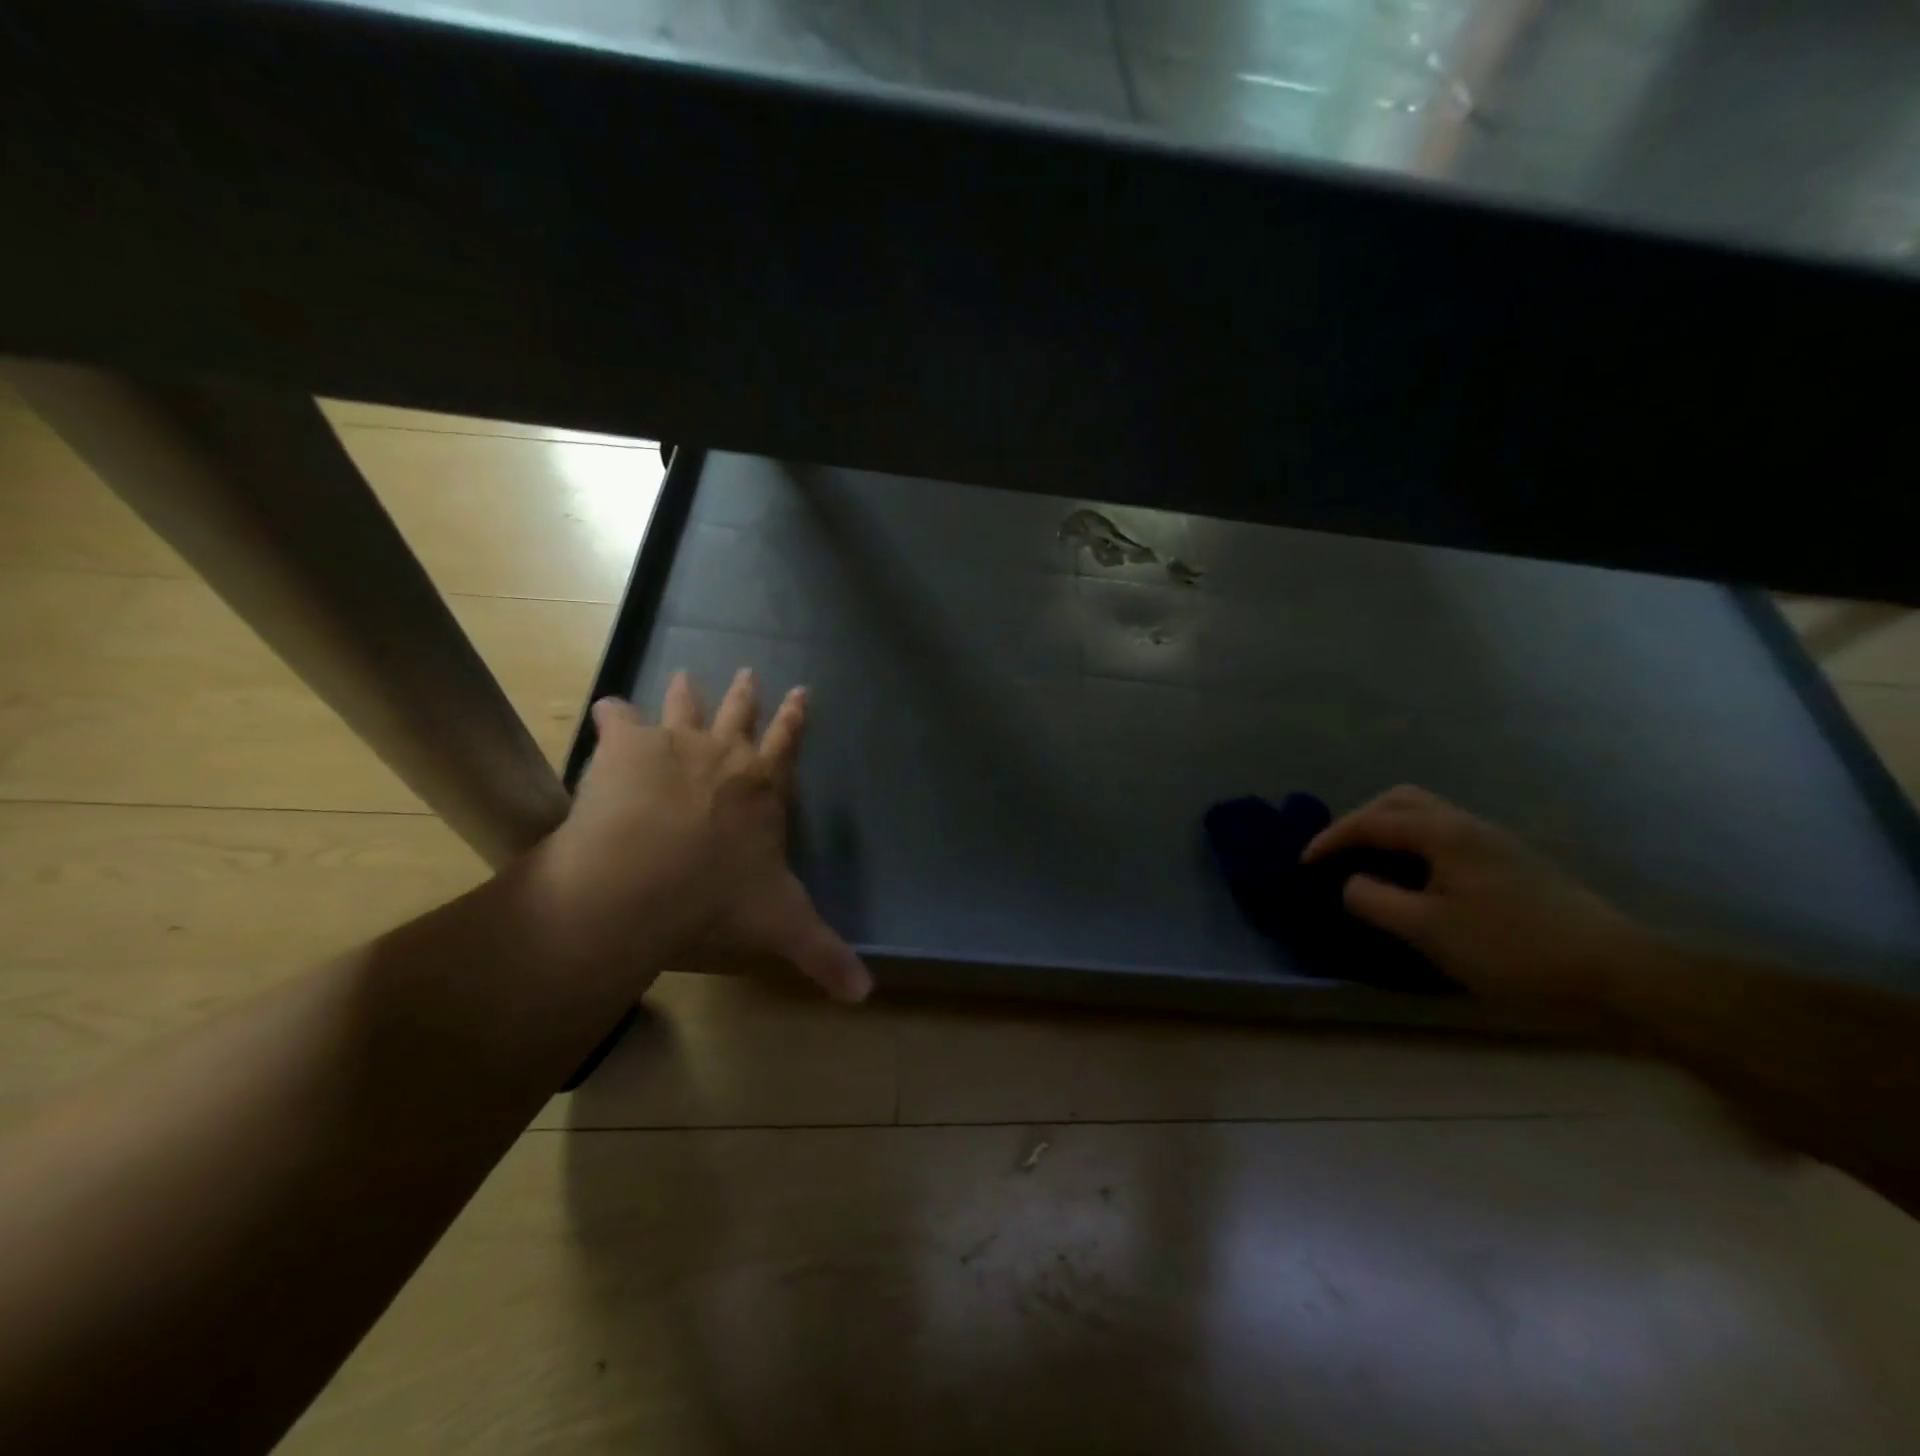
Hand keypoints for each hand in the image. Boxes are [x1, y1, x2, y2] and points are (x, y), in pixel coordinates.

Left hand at [529, 669, 870, 1003]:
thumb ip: (823, 953)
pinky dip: (613, 713)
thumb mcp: (780, 926)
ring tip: (686, 674)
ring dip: (687, 692)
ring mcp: (676, 744)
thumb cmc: (717, 901)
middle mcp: (726, 755)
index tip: (802, 691)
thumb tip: (866, 994)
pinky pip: (619, 718)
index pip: (788, 743)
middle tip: (749, 671)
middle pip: (740, 714)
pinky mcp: (627, 746)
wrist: (642, 883)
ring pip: (685, 707)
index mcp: (763, 787)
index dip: (796, 718)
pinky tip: (607, 707)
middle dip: (747, 694)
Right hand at [1302, 785, 1648, 1019]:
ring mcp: (1495, 844)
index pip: (1371, 822)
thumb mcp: (1430, 931)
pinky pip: (1446, 839)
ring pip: (1427, 817)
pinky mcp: (1512, 866)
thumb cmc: (1515, 951)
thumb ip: (1376, 900)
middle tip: (1337, 855)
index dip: (1331, 839)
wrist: (1620, 978)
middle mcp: (1468, 826)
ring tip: (1369, 867)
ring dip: (1389, 832)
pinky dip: (1414, 848)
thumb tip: (1350, 884)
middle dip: (1360, 821)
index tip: (1303, 864)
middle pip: (1401, 802)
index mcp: (1445, 833)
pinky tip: (1415, 883)